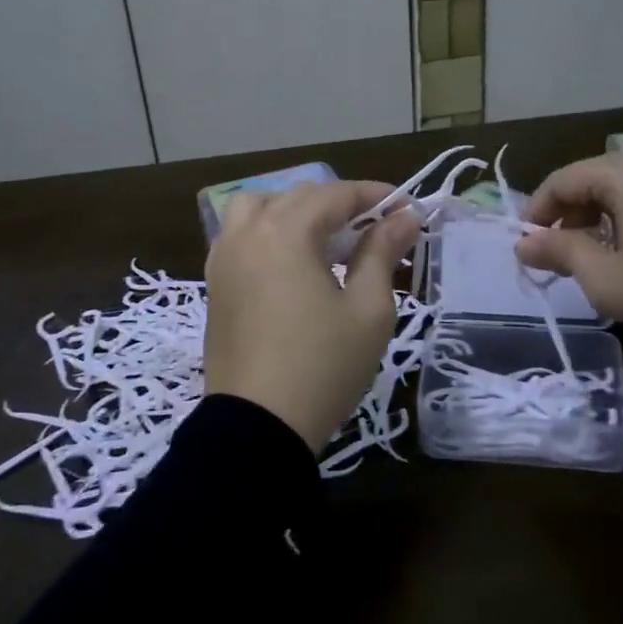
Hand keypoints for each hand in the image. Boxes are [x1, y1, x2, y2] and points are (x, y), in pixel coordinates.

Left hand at [204, 181, 418, 452]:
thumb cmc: (322, 366)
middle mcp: (248, 233)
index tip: (407, 209)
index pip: (336, 195)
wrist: (257, 428)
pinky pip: (239, 235)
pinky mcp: (215, 283)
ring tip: (325, 237)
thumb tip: (404, 217)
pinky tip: (288, 259)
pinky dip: (266, 230)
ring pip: (259, 207)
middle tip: (377, 228)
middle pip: (299, 196)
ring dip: (295, 210)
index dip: (375, 196)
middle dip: (341, 204)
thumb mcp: (368, 310)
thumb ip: (383, 253)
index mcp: (285, 232)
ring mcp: (224, 257)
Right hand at [515, 134, 622, 351]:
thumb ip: (561, 254)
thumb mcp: (608, 281)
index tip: (530, 243)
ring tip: (621, 237)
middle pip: (602, 175)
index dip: (540, 211)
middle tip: (572, 249)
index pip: (564, 181)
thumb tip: (523, 243)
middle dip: (578, 210)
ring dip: (621, 200)